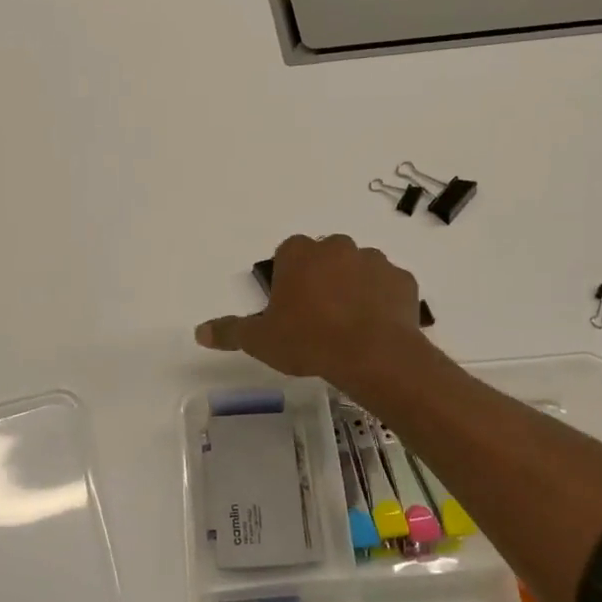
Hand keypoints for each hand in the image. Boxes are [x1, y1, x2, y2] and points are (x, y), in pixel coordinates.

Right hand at [195, 234, 425, 391]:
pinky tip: (376, 328)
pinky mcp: (403, 280)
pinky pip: (387, 287)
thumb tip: (199, 332)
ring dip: (353, 287)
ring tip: (349, 325)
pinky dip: (382, 301)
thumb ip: (230, 331)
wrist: (373, 354)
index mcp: (299, 253)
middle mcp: (337, 247)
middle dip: (321, 278)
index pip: (288, 253)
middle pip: (324, 257)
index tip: (290, 306)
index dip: (288, 279)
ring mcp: (374, 260)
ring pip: (358, 269)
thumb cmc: (308, 340)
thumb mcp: (261, 340)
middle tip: (318, 316)